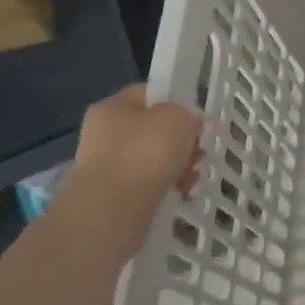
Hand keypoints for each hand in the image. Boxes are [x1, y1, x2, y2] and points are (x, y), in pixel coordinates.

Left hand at [70, 86, 203, 213]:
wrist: (113, 209)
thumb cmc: (146, 151)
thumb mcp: (179, 117)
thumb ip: (189, 114)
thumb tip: (190, 124)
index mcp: (113, 107)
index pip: (149, 94)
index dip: (177, 102)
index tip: (198, 119)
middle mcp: (105, 134)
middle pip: (156, 130)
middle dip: (183, 142)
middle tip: (200, 152)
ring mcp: (108, 167)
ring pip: (156, 160)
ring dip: (182, 167)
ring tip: (195, 178)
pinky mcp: (115, 196)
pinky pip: (151, 185)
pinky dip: (170, 187)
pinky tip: (184, 194)